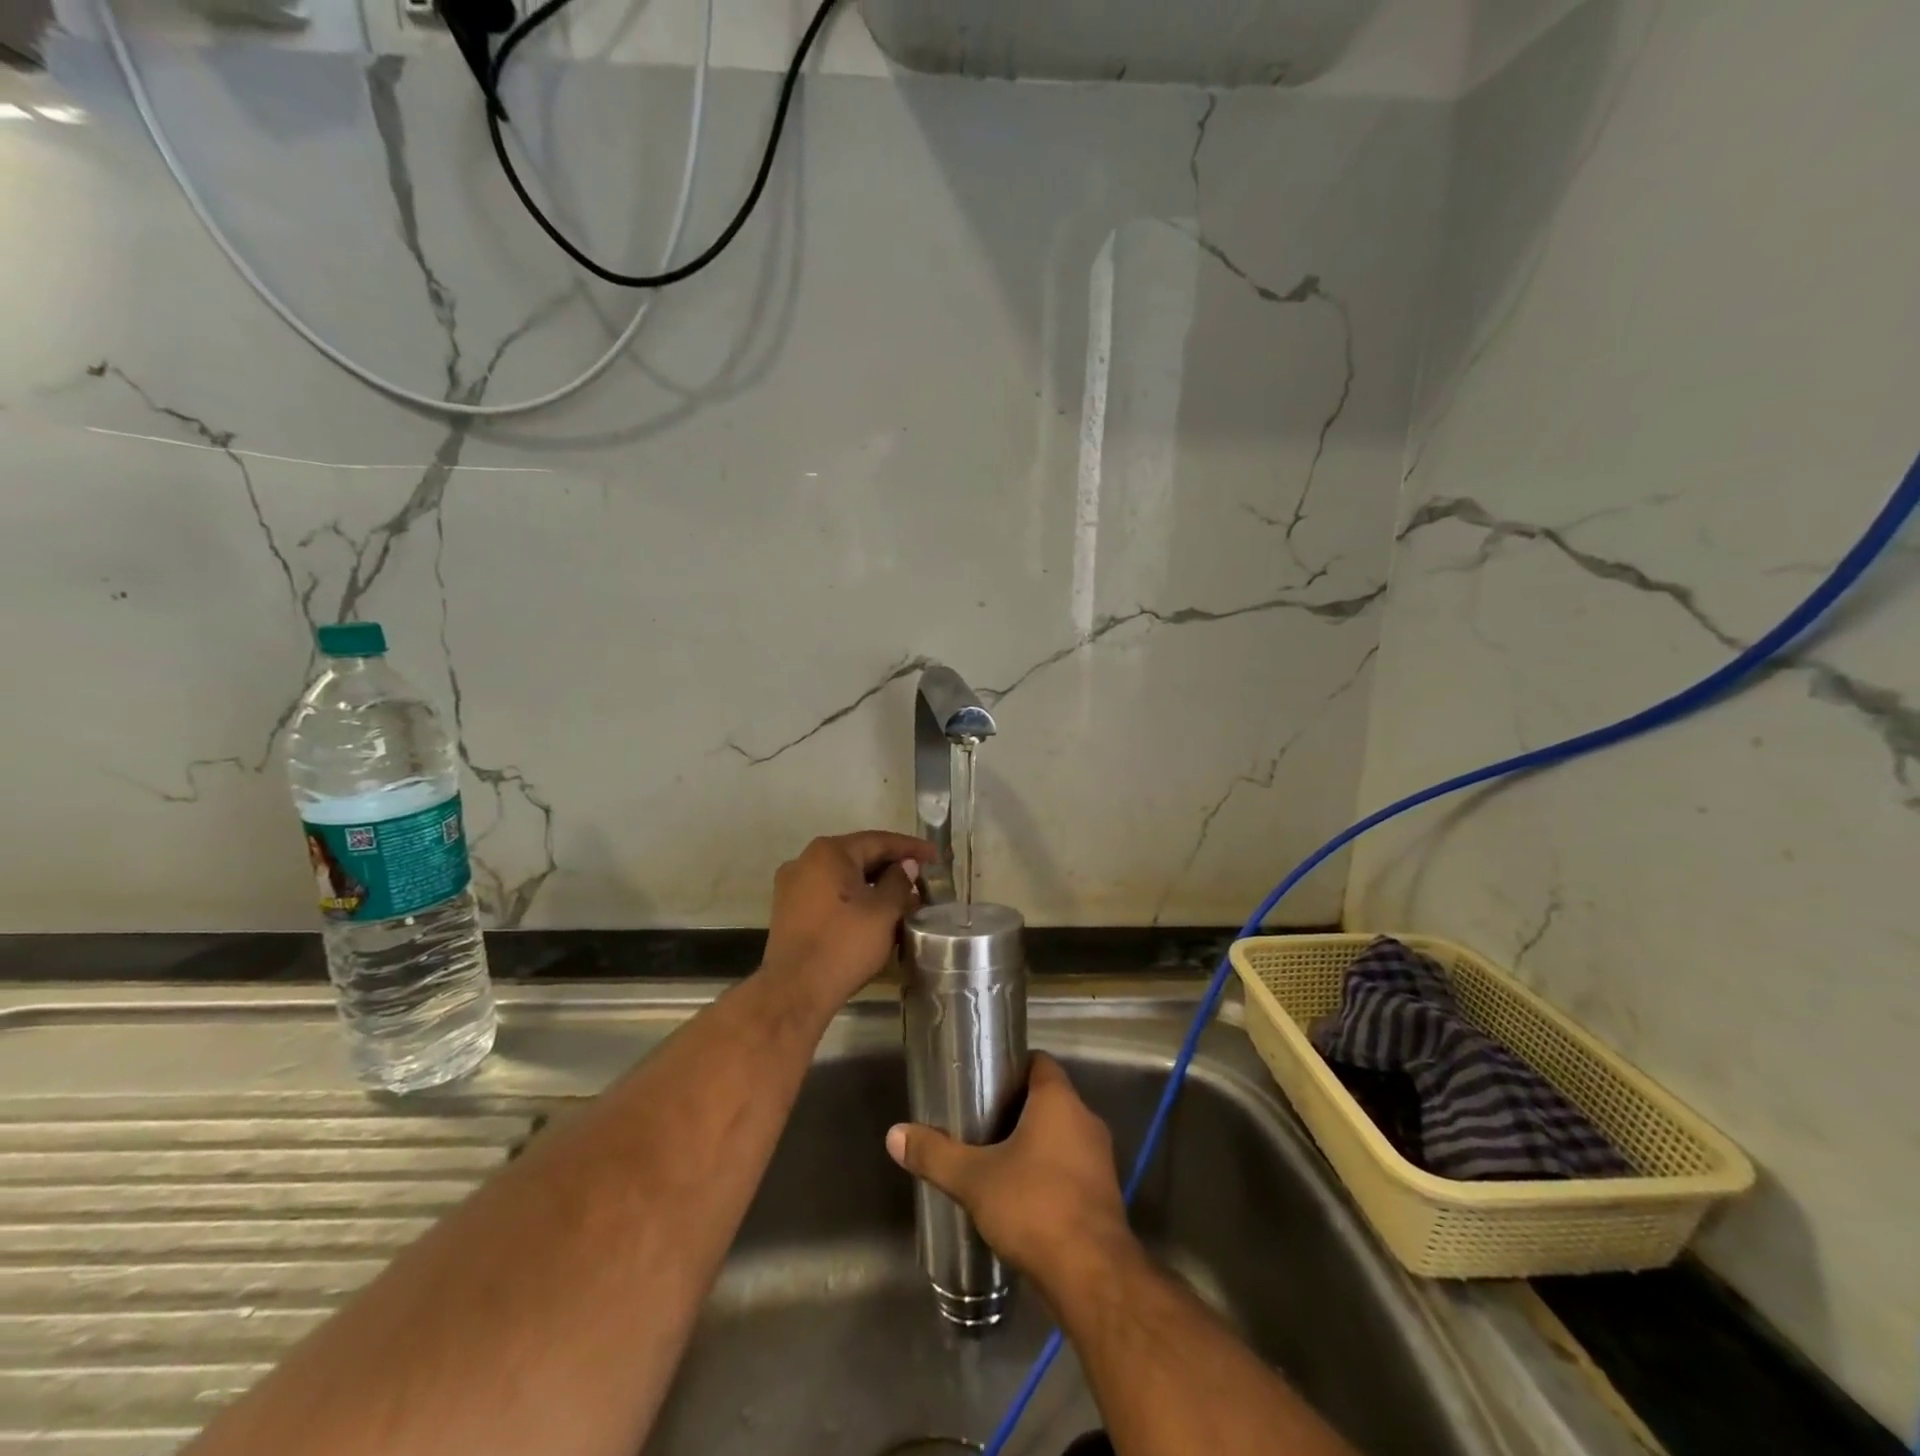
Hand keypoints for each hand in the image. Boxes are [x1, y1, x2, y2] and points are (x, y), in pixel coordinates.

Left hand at [759, 831, 933, 1009]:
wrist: (794, 992)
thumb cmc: (843, 945)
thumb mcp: (883, 912)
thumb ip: (899, 881)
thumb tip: (906, 866)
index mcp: (829, 852)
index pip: (878, 841)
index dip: (911, 848)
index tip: (935, 856)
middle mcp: (806, 860)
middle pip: (859, 856)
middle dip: (892, 868)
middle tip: (923, 880)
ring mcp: (793, 886)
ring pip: (844, 877)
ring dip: (874, 886)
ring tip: (904, 901)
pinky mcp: (789, 911)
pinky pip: (830, 894)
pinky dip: (854, 899)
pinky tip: (875, 915)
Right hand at [885, 1054, 1133, 1285]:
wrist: (1093, 1276)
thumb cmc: (1034, 1207)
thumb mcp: (974, 1179)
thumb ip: (935, 1154)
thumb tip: (895, 1134)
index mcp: (1059, 1101)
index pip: (1039, 1062)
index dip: (1012, 1066)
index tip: (984, 1080)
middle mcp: (1085, 1120)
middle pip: (1049, 1099)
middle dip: (1017, 1108)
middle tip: (980, 1121)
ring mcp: (1100, 1159)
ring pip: (1062, 1135)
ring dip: (1035, 1143)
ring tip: (997, 1158)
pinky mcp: (1105, 1195)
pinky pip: (1072, 1168)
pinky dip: (1050, 1173)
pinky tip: (1023, 1196)